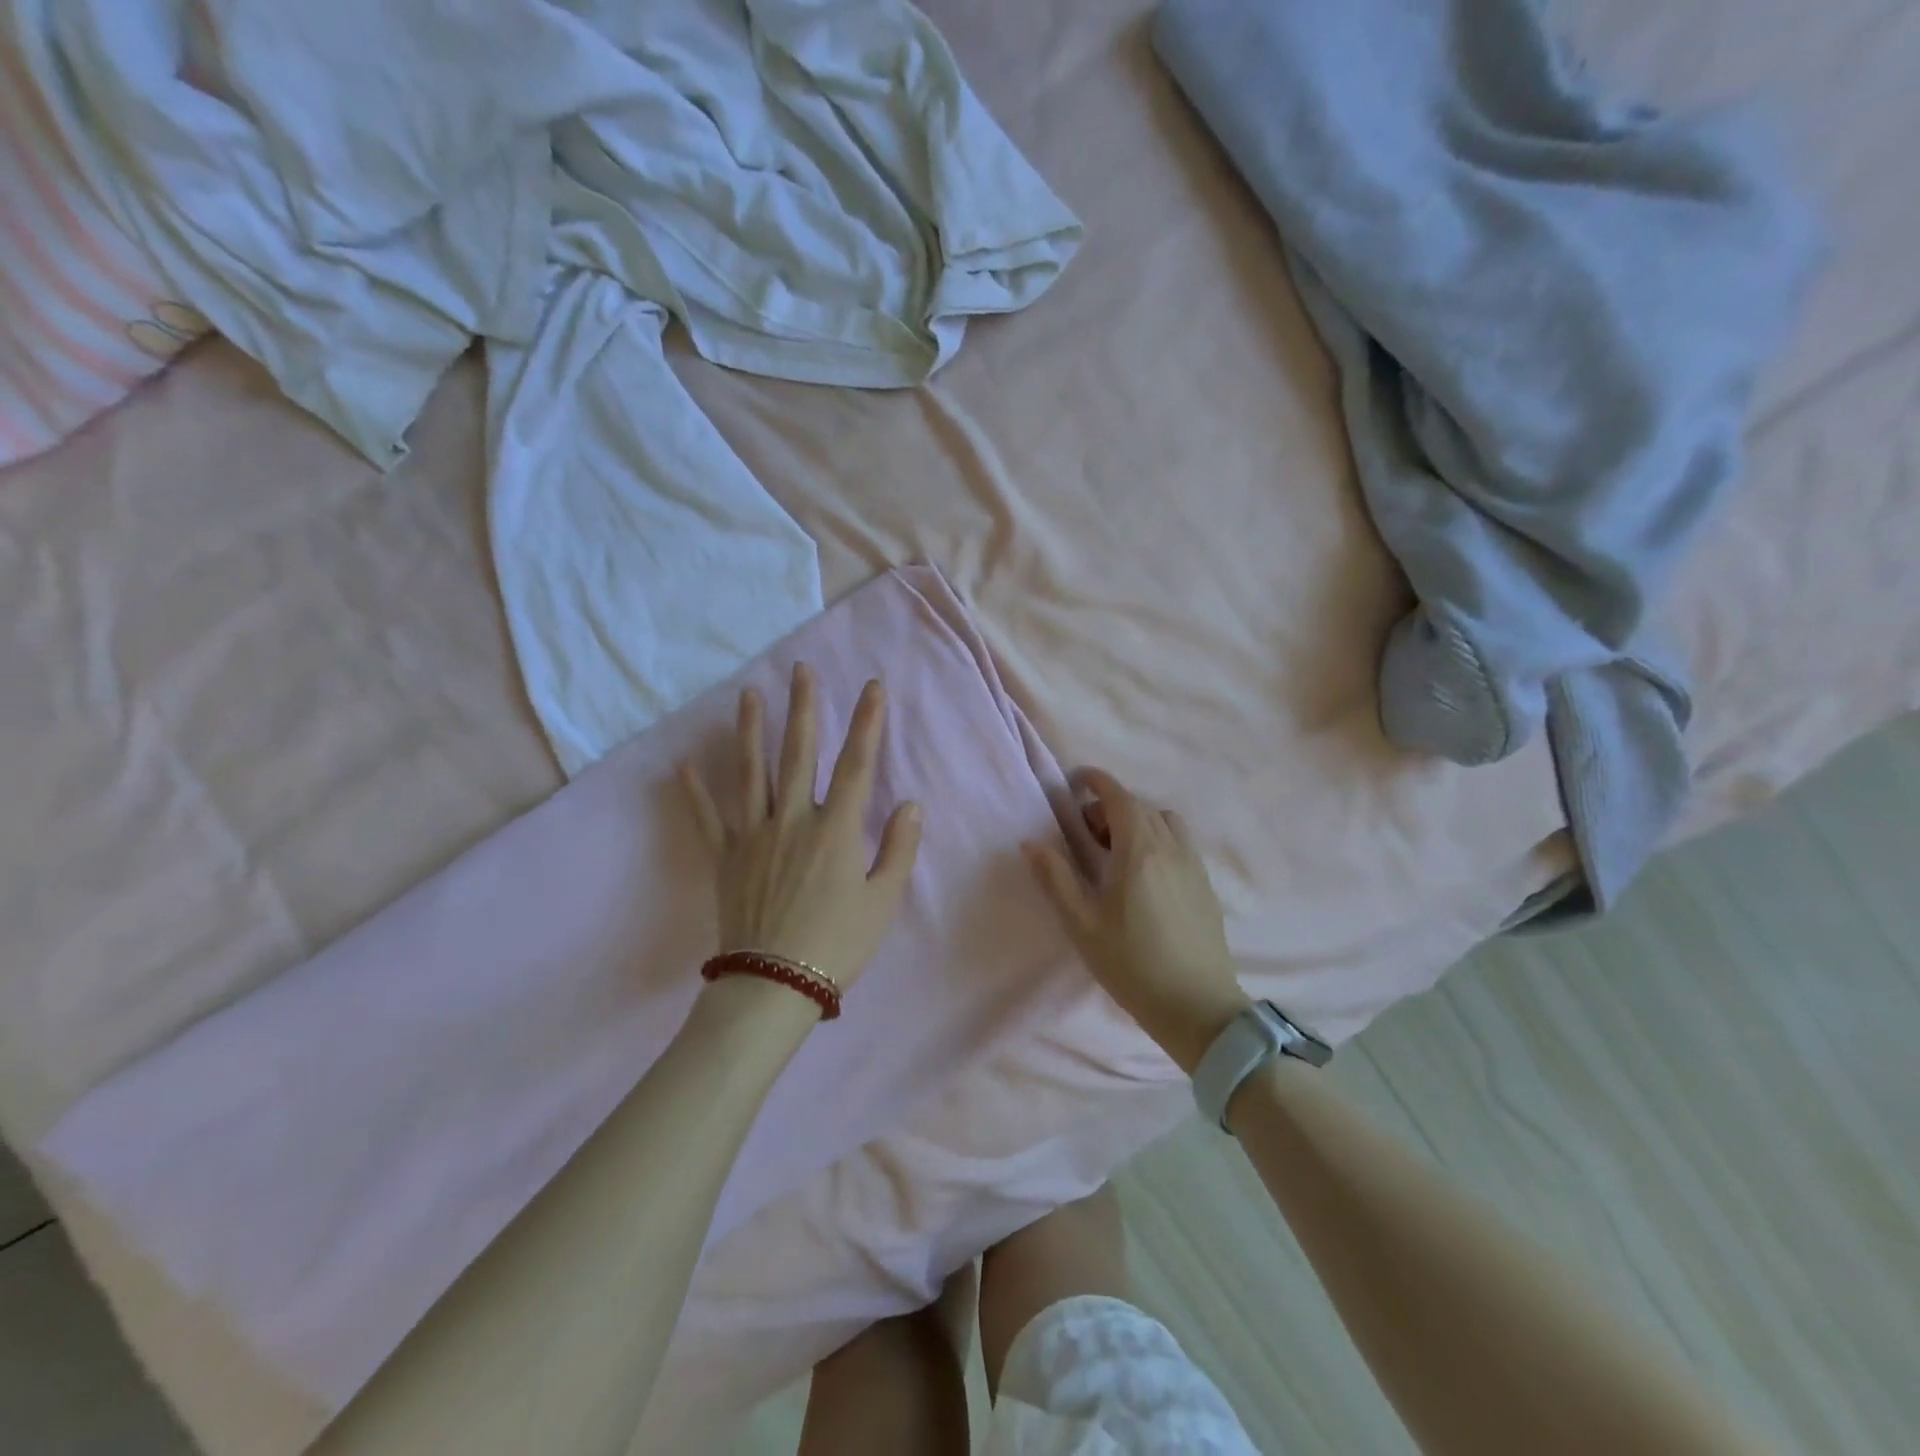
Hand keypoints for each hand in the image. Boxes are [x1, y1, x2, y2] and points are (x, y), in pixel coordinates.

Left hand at [680, 663, 921, 992]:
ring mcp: (753, 835)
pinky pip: (707, 817)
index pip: (856, 764)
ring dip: (751, 730)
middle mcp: (793, 820)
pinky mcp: (725, 857)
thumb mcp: (883, 901)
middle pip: (799, 753)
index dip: (867, 723)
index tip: (872, 687)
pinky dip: (694, 791)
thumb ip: (898, 849)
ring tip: (749, 695)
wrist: (774, 984)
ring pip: (751, 772)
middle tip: (802, 670)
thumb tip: (910, 803)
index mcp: (836, 829)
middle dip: (804, 708)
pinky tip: (683, 764)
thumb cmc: (837, 944)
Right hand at [1024, 770, 1247, 1072]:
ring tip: (1117, 853)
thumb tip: (1031, 843)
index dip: (1097, 781)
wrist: (1197, 1006)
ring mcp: (1193, 866)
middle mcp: (1171, 848)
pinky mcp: (1206, 886)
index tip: (1076, 781)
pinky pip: (1180, 844)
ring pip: (1165, 822)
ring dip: (1139, 822)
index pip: (1119, 796)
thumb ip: (1056, 878)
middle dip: (1111, 807)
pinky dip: (1158, 839)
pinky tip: (1144, 875)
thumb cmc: (1132, 964)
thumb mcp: (1082, 923)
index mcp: (1139, 850)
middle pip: (1141, 807)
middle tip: (1086, 832)